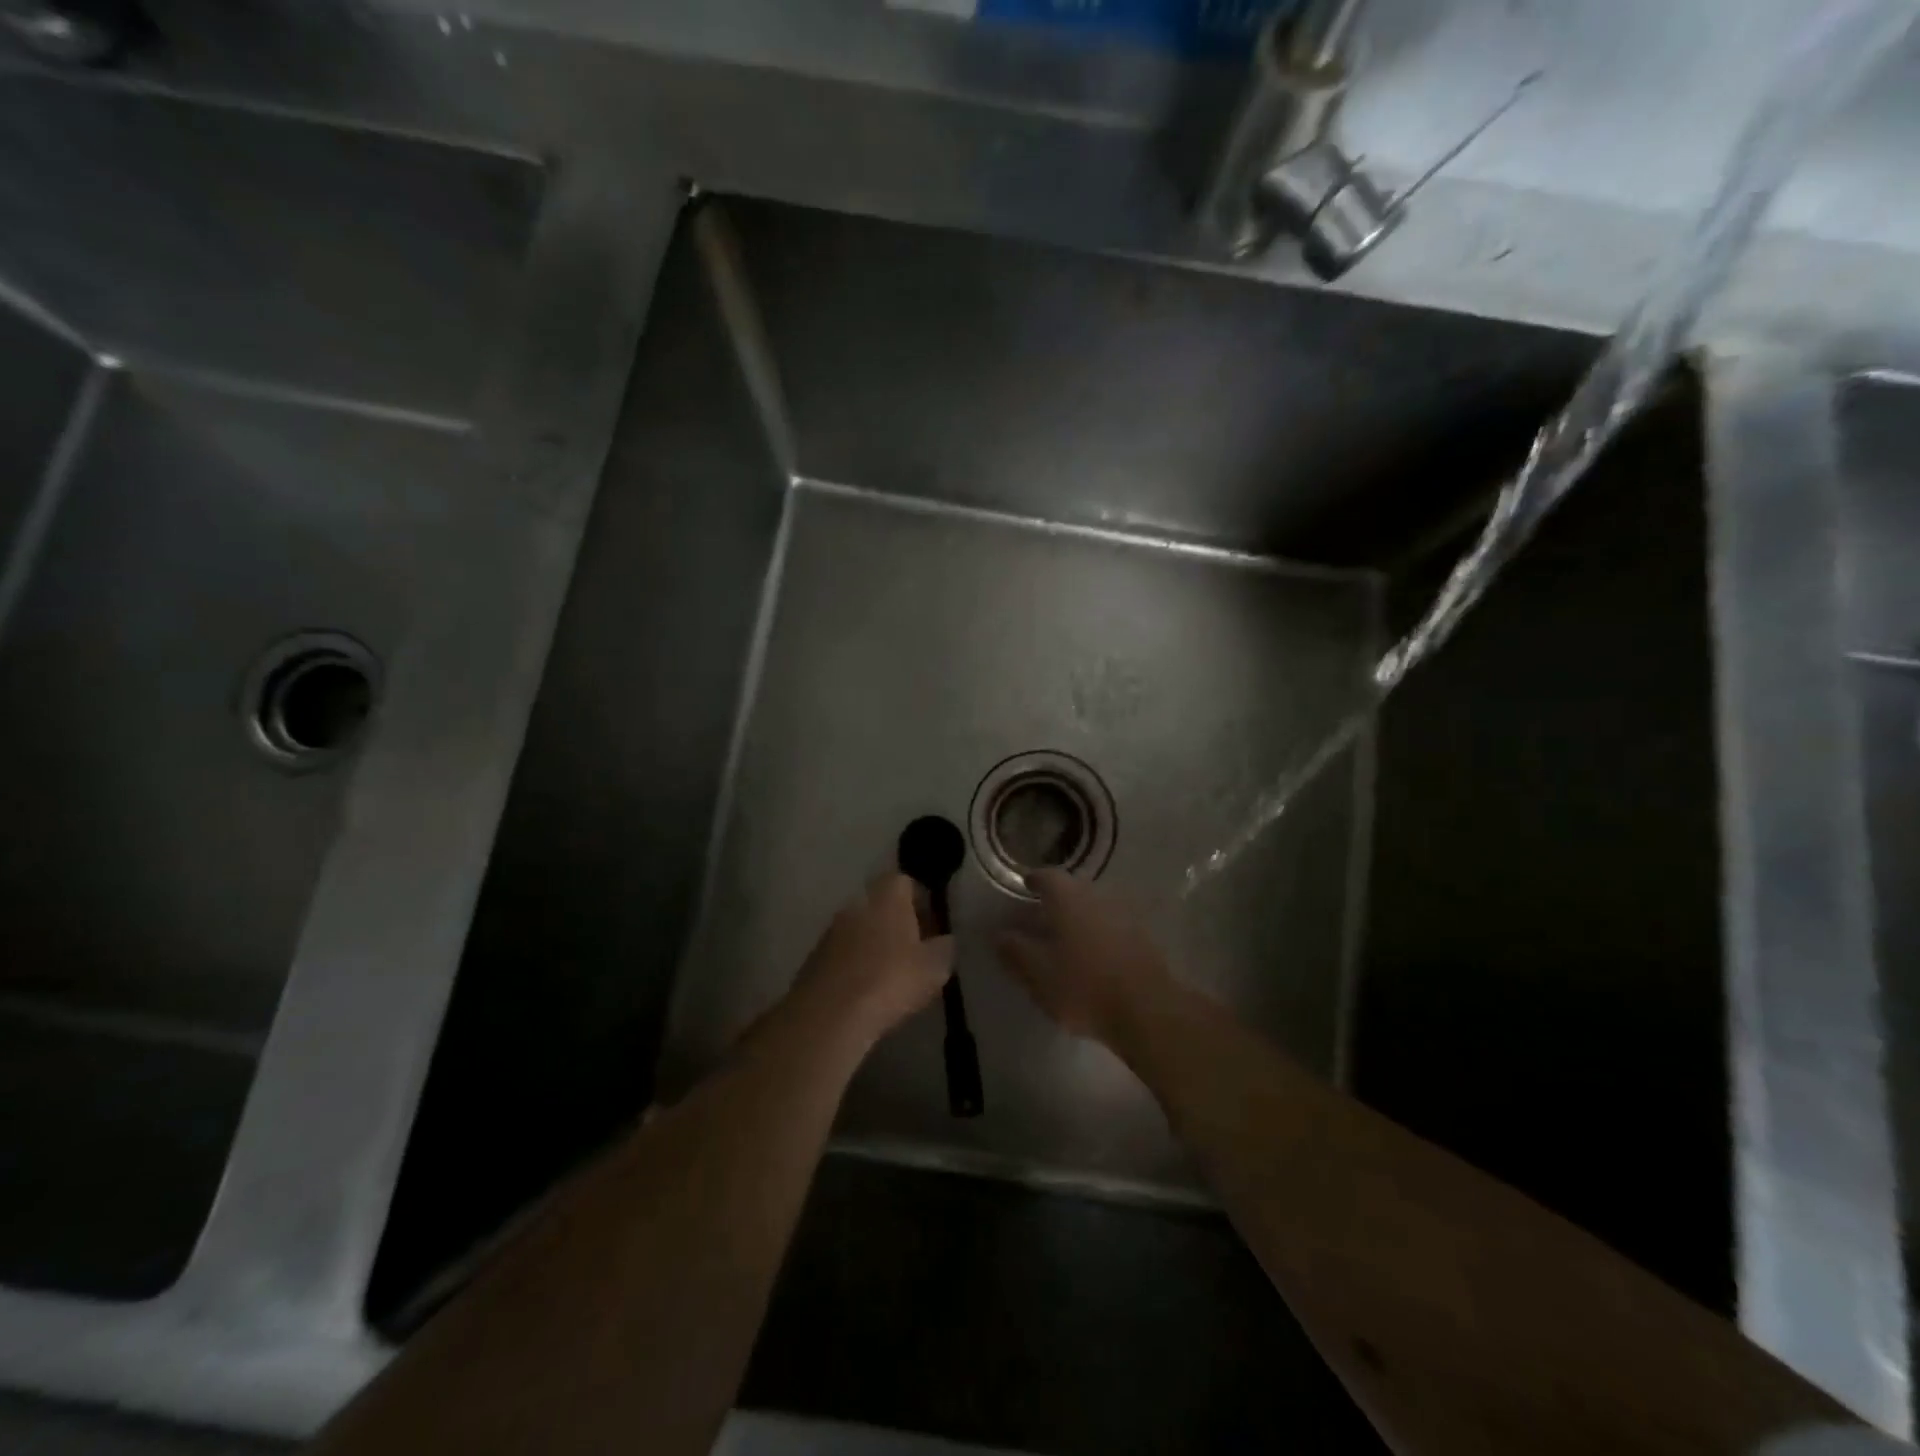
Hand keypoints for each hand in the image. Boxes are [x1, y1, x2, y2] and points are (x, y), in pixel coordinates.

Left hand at [789, 875, 953, 1050]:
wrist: (830, 1014)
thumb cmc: (891, 979)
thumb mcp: (935, 966)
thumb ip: (945, 947)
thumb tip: (944, 940)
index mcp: (886, 896)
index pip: (906, 882)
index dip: (922, 902)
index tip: (933, 928)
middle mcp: (856, 904)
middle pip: (881, 905)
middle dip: (898, 925)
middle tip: (916, 953)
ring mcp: (831, 931)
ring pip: (861, 930)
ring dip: (876, 946)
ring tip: (892, 977)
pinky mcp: (814, 959)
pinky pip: (844, 955)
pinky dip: (856, 966)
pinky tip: (867, 993)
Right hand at [994, 870, 1174, 1049]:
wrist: (1147, 1010)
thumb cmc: (1083, 986)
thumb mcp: (1037, 973)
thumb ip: (1015, 951)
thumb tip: (999, 934)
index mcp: (1068, 898)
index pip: (1047, 876)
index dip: (1034, 880)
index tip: (1025, 886)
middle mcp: (1097, 897)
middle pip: (1073, 889)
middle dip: (1056, 899)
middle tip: (1040, 915)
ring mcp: (1124, 915)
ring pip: (1094, 907)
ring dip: (1078, 916)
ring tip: (1065, 938)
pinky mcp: (1143, 937)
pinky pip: (1112, 925)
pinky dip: (1098, 933)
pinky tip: (1092, 954)